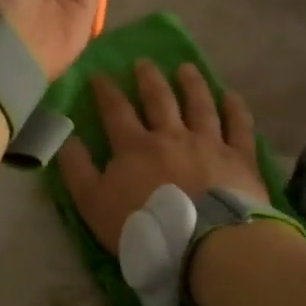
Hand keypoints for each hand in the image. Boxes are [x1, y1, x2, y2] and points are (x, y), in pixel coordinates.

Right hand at [58, 60, 266, 252]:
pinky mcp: (239, 158)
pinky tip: (231, 96)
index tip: (99, 74)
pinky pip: (239, 126)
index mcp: (135, 146)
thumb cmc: (144, 226)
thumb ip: (77, 169)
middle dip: (148, 78)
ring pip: (200, 105)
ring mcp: (209, 143)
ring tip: (186, 68)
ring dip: (192, 84)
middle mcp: (172, 135)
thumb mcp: (94, 204)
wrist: (204, 243)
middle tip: (144, 61)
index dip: (105, 91)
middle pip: (159, 99)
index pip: (116, 111)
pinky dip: (235, 109)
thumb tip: (66, 138)